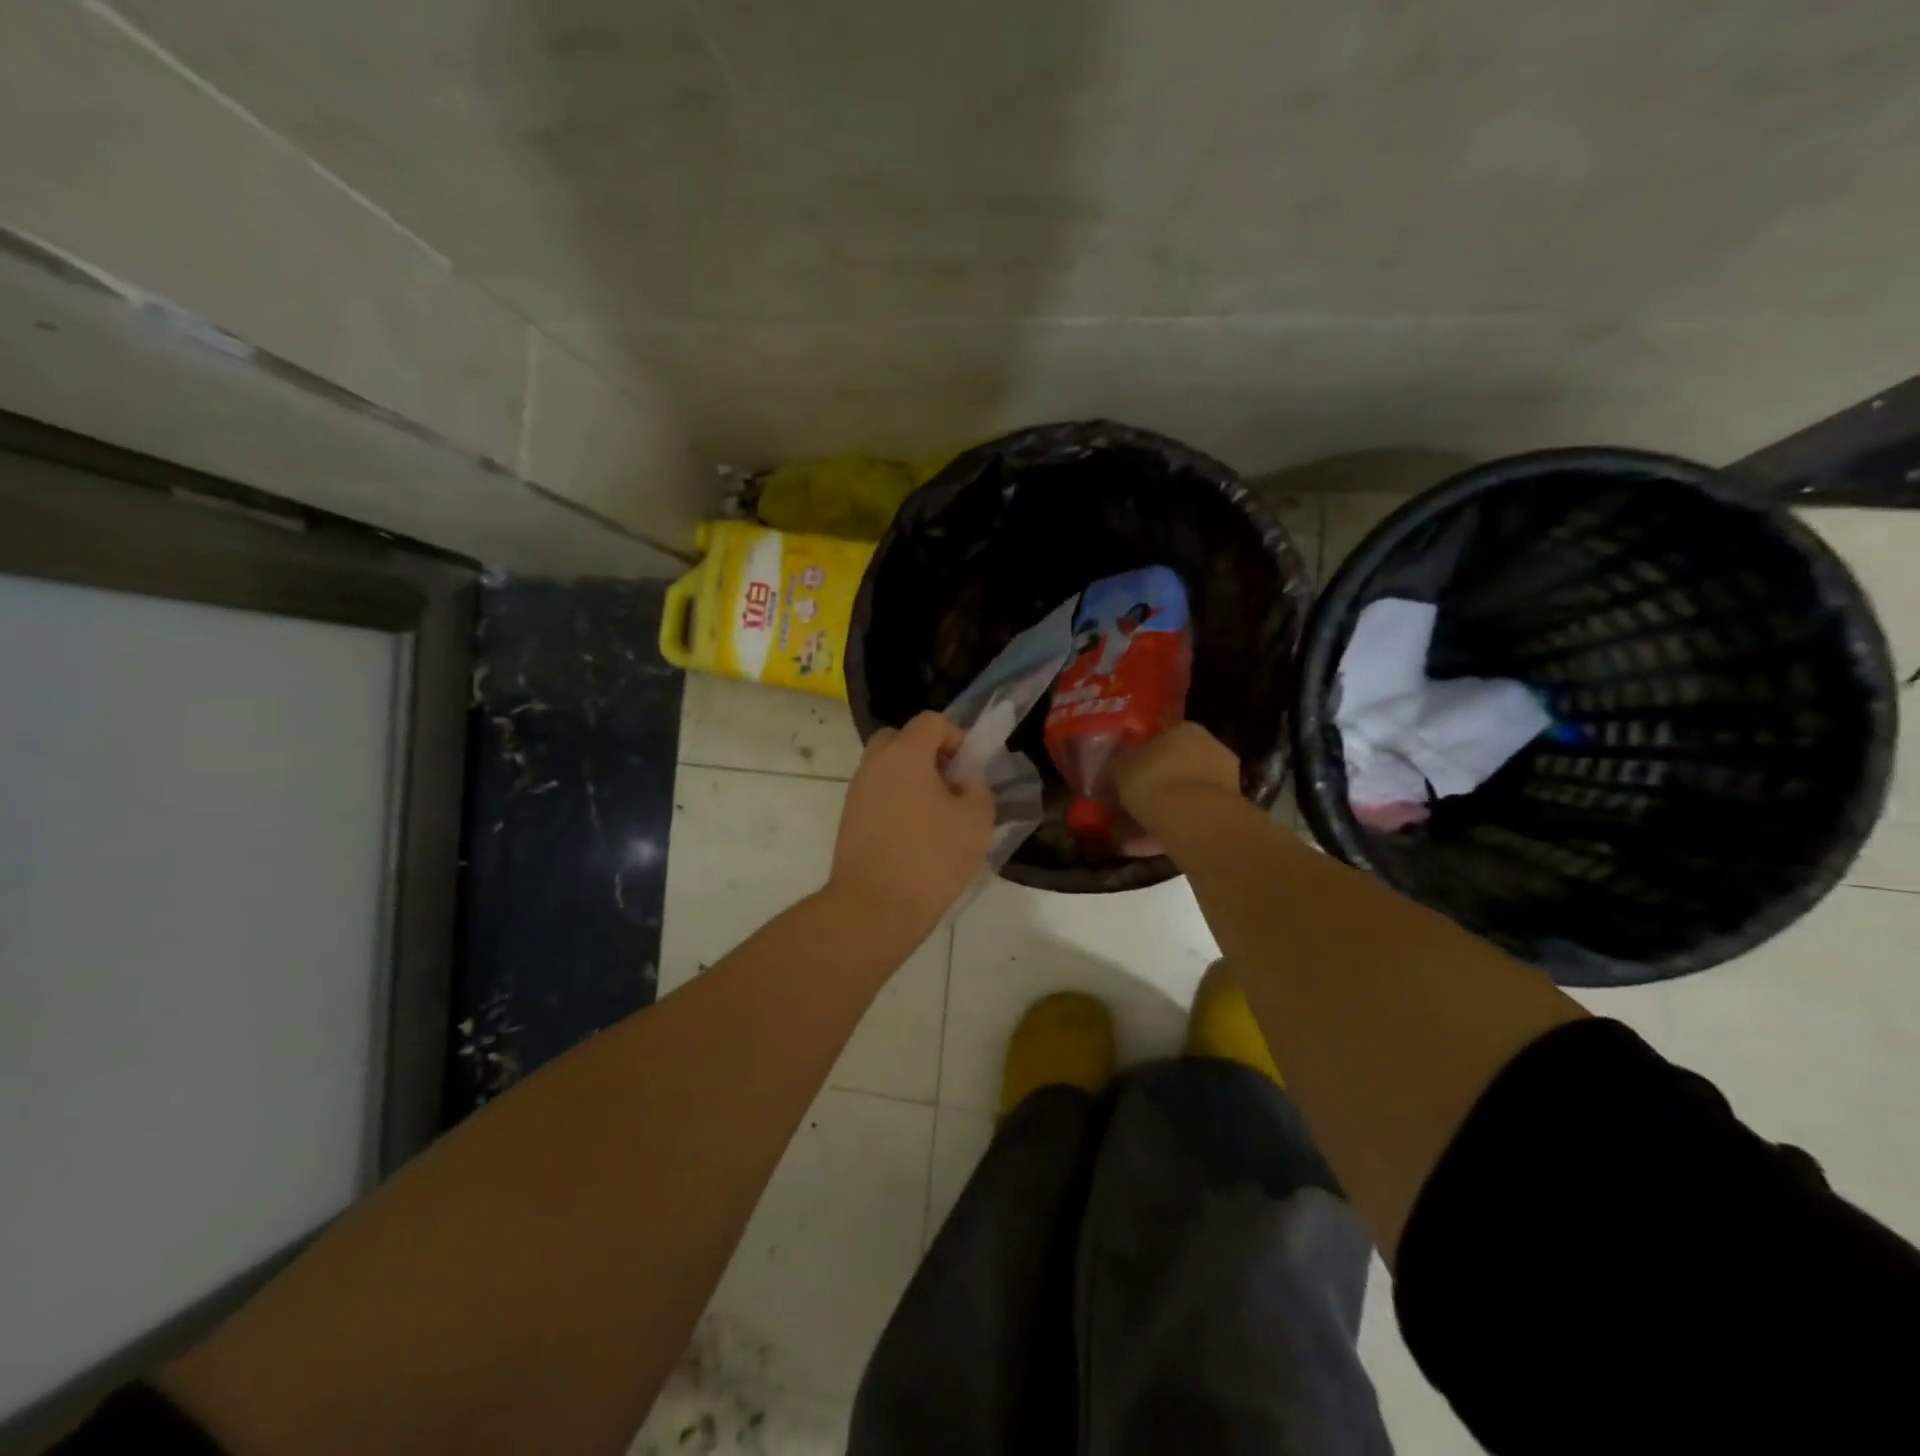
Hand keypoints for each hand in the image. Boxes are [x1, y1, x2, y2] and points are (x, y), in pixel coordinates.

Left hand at [829, 712, 994, 937]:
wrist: (874, 907)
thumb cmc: (930, 858)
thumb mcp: (976, 822)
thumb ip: (978, 790)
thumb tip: (964, 784)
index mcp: (905, 754)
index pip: (931, 721)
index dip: (956, 737)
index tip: (968, 771)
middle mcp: (874, 764)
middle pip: (900, 739)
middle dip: (927, 754)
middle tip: (949, 785)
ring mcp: (857, 792)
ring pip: (887, 768)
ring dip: (911, 780)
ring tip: (936, 816)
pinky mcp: (849, 819)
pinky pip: (877, 794)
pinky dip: (896, 802)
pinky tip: (915, 836)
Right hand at [1113, 722, 1242, 843]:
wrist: (1195, 818)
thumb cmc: (1154, 780)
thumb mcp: (1120, 769)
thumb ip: (1115, 767)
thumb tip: (1111, 771)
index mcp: (1185, 730)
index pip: (1158, 740)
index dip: (1137, 760)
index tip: (1122, 778)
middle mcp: (1209, 749)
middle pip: (1173, 769)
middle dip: (1150, 788)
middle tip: (1126, 806)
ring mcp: (1223, 781)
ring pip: (1182, 796)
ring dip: (1159, 812)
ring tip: (1130, 835)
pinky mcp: (1227, 812)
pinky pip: (1190, 818)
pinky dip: (1168, 830)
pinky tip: (1144, 847)